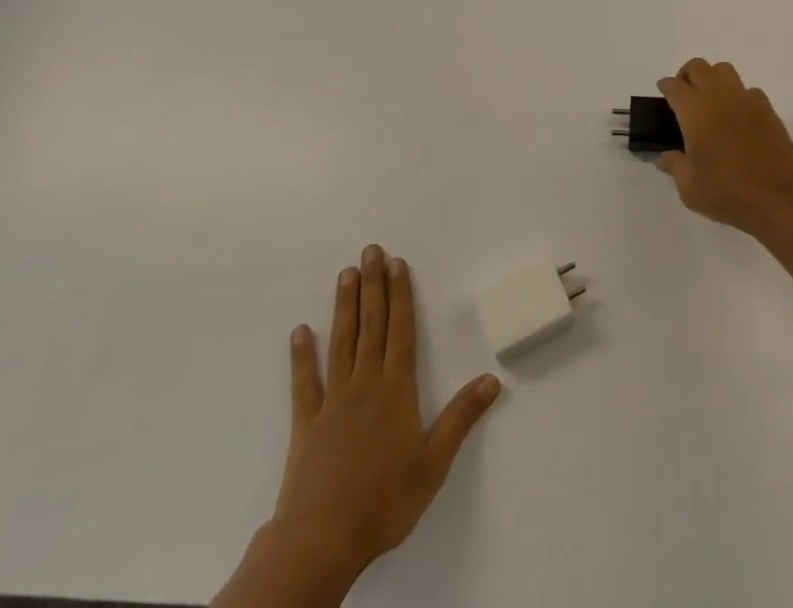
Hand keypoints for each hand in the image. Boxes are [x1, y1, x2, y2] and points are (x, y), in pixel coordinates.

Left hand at [216, 246, 500, 606]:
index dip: (401, 294)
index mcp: (395, 390)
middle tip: (371, 251)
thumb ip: (461, 418)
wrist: (320, 542)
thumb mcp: (434, 463)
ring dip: (345, 307)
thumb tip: (492, 380)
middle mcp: (364, 384)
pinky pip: (304, 383)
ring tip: (346, 273)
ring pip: (341, 342)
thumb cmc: (383, 501)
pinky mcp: (306, 425)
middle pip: (371, 325)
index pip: (401, 330)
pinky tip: (300, 332)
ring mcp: (332, 402)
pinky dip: (302, 356)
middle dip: (373, 285)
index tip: (398, 263)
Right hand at [656, 59, 792, 236]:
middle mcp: (719, 97)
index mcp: (696, 112)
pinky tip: (736, 116)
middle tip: (683, 93)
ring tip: (709, 100)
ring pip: (724, 70)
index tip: (662, 91)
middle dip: (686, 75)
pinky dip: (736, 95)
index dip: (665, 86)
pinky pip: (747, 89)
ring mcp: (746, 99)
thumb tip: (664, 157)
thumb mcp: (690, 189)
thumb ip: (675, 166)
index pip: (675, 86)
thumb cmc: (728, 193)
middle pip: (698, 67)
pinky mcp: (767, 108)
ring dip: (711, 77)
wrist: (779, 197)